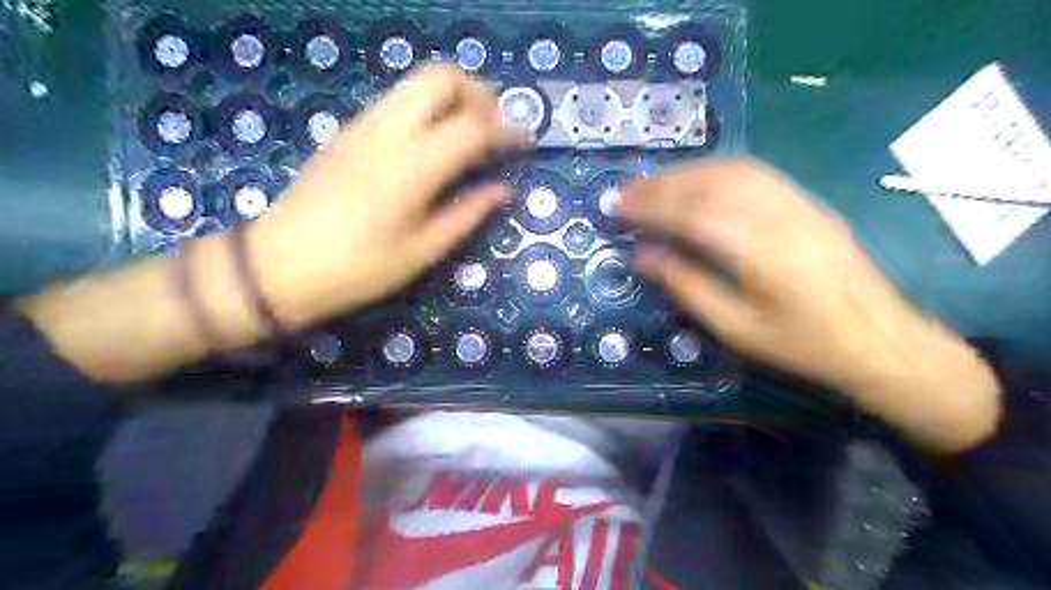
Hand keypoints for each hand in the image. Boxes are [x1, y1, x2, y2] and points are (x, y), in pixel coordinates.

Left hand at [246, 66, 525, 329]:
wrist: (278, 266)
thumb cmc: (358, 269)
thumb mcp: (422, 251)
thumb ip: (467, 213)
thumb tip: (502, 190)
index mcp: (413, 166)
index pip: (473, 125)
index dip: (507, 130)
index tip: (526, 141)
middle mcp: (389, 131)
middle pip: (442, 77)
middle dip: (479, 94)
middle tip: (495, 129)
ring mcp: (363, 125)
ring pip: (416, 82)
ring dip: (452, 96)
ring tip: (469, 132)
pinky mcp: (348, 131)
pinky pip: (397, 100)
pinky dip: (425, 107)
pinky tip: (432, 142)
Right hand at [622, 160, 999, 451]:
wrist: (880, 340)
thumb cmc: (804, 345)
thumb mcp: (738, 329)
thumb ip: (688, 287)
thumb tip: (643, 258)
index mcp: (761, 253)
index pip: (693, 216)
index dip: (652, 208)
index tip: (619, 207)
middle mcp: (779, 217)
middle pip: (711, 186)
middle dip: (662, 185)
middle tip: (626, 191)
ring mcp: (797, 204)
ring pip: (733, 172)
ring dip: (687, 173)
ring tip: (653, 183)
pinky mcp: (807, 203)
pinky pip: (755, 174)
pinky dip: (716, 171)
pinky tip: (698, 180)